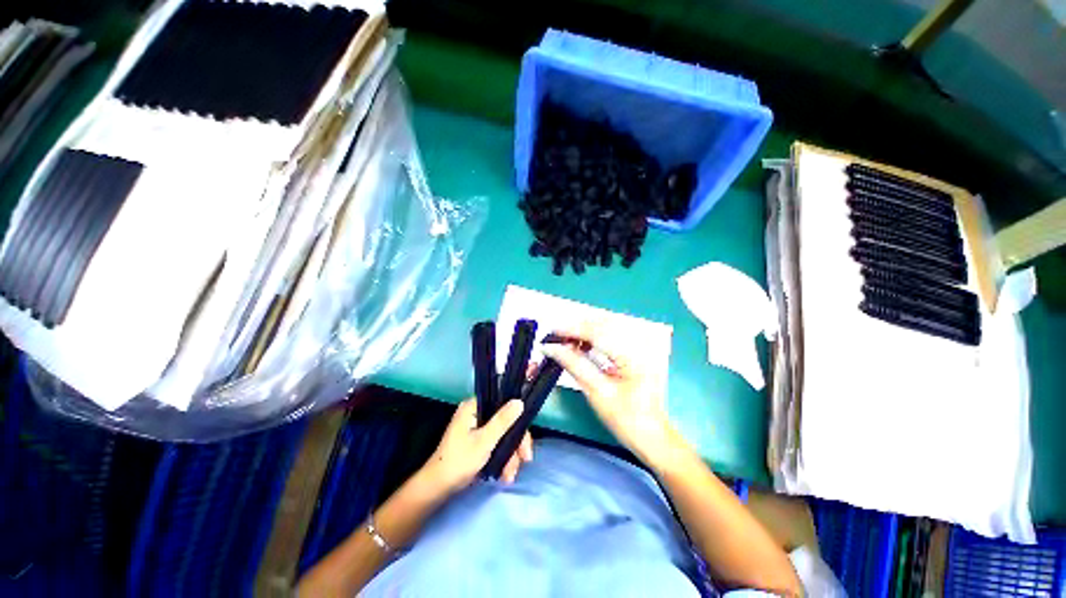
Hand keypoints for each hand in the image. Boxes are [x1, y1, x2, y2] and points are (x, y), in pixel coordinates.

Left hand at [420, 398, 533, 495]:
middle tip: (524, 459)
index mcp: (474, 407)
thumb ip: (503, 421)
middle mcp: (476, 414)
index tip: (525, 439)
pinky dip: (503, 459)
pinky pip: (497, 444)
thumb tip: (520, 402)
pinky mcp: (478, 442)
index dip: (517, 419)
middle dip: (515, 444)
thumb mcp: (484, 440)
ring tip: (510, 475)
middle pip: (505, 422)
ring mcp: (477, 429)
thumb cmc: (459, 460)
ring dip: (510, 455)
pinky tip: (505, 474)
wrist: (438, 489)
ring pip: (503, 435)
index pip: (502, 404)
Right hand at [541, 322, 678, 465]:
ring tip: (565, 342)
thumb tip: (552, 348)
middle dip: (576, 328)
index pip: (596, 332)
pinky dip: (591, 339)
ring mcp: (636, 348)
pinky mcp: (632, 353)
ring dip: (582, 332)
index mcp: (630, 355)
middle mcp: (635, 345)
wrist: (652, 437)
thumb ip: (574, 365)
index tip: (551, 332)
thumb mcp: (597, 392)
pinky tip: (580, 346)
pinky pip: (608, 338)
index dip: (571, 330)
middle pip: (601, 325)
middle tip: (556, 338)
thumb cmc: (627, 419)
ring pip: (604, 328)